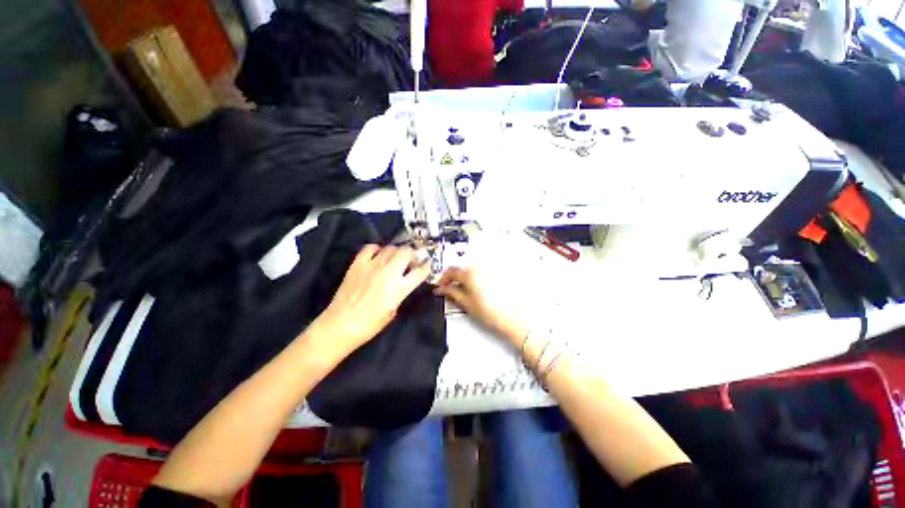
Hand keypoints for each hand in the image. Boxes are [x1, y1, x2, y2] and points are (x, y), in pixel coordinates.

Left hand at [311, 244, 430, 353]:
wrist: (341, 324)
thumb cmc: (370, 325)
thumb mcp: (393, 311)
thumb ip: (400, 294)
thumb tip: (402, 284)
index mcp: (400, 288)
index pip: (420, 271)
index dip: (426, 267)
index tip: (426, 265)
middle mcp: (389, 273)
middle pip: (406, 252)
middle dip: (411, 255)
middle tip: (409, 262)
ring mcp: (372, 266)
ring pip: (390, 248)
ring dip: (396, 252)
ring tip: (393, 260)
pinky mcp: (357, 264)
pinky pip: (370, 248)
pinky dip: (376, 249)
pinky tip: (377, 256)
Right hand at [433, 266, 527, 345]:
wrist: (513, 318)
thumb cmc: (489, 312)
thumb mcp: (466, 303)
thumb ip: (451, 293)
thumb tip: (440, 289)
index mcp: (470, 273)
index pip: (451, 271)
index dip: (443, 279)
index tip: (440, 287)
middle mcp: (480, 267)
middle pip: (461, 268)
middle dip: (453, 278)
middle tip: (450, 290)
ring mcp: (490, 269)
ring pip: (471, 270)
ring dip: (464, 278)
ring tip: (463, 291)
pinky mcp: (497, 274)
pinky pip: (481, 272)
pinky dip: (475, 278)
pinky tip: (476, 289)